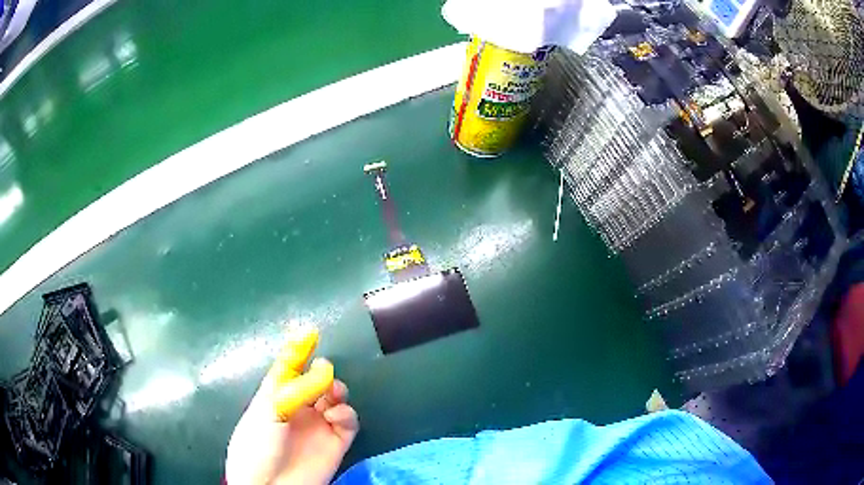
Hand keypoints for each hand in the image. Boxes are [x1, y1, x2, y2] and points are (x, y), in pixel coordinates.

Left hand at [226, 328, 358, 484]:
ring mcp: (318, 424)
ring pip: (336, 398)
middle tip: (325, 373)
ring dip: (337, 391)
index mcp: (276, 396)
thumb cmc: (259, 443)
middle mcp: (299, 407)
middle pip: (317, 381)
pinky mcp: (336, 441)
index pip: (289, 367)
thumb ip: (298, 388)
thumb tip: (325, 367)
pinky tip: (335, 416)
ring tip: (331, 396)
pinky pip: (349, 421)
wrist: (270, 484)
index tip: (311, 332)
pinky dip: (346, 414)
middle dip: (323, 374)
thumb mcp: (269, 409)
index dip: (298, 350)